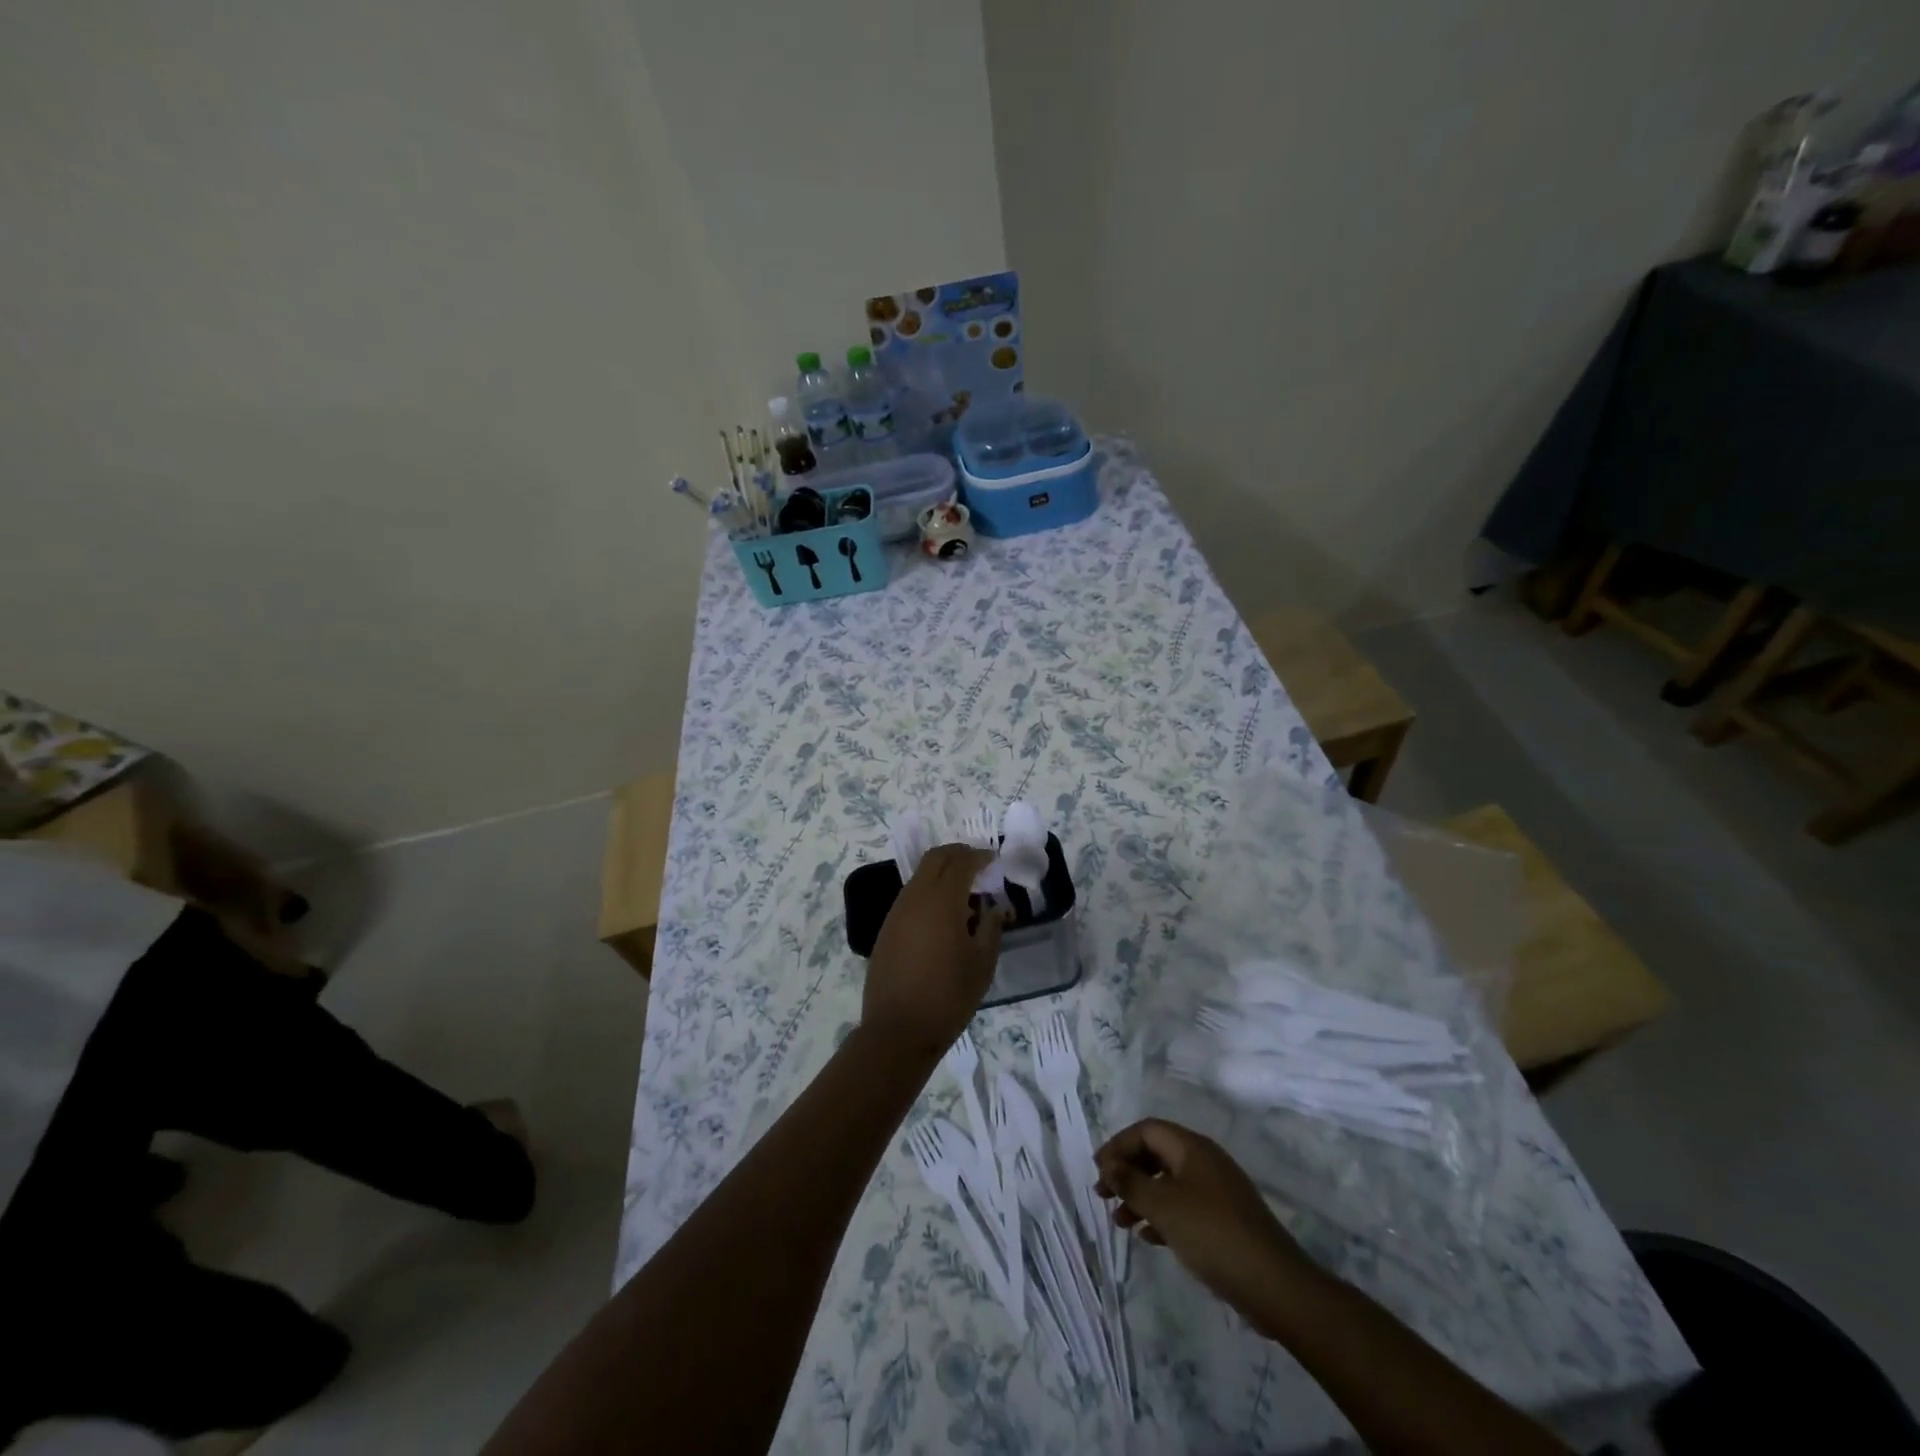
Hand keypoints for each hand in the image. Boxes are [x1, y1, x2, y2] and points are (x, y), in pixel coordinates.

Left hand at [861, 845, 1002, 1056]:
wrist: (898, 1030)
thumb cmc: (948, 996)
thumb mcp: (982, 963)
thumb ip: (991, 927)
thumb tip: (993, 908)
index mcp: (942, 900)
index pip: (961, 861)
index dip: (979, 856)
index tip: (994, 860)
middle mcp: (915, 896)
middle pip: (936, 858)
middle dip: (958, 855)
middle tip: (979, 865)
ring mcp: (897, 911)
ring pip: (920, 876)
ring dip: (942, 873)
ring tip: (964, 894)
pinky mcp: (887, 928)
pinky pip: (911, 896)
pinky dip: (929, 892)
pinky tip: (944, 918)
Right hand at [1094, 1118, 1322, 1328]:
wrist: (1275, 1285)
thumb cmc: (1213, 1235)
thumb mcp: (1163, 1207)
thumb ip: (1131, 1182)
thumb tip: (1108, 1164)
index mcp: (1192, 1148)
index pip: (1146, 1130)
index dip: (1119, 1145)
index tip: (1099, 1171)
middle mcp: (1204, 1161)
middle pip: (1156, 1154)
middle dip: (1128, 1172)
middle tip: (1104, 1195)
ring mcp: (1217, 1191)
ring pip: (1168, 1183)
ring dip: (1141, 1197)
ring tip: (1121, 1222)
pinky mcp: (1224, 1220)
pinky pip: (1183, 1206)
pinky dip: (1162, 1215)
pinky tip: (1148, 1237)